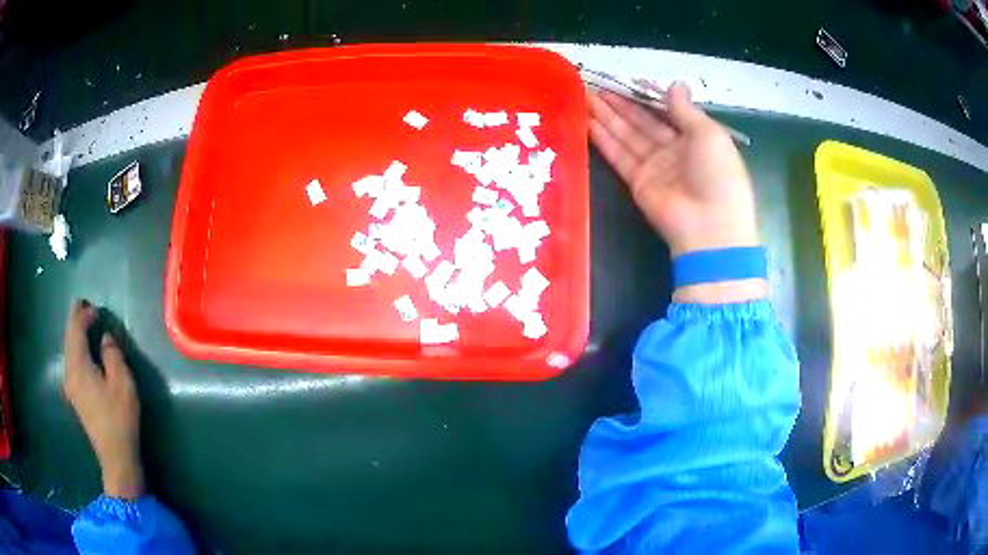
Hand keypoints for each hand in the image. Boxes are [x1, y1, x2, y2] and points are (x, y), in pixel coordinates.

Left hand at [63, 300, 144, 500]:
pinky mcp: (75, 397)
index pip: (76, 330)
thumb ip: (112, 354)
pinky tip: (83, 352)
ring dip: (75, 336)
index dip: (82, 314)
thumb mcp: (121, 382)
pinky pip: (71, 363)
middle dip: (75, 321)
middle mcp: (69, 372)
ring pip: (69, 351)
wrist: (115, 456)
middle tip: (84, 308)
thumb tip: (105, 338)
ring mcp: (71, 386)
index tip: (93, 306)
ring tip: (83, 325)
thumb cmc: (119, 417)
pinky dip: (76, 350)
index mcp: (78, 365)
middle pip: (69, 339)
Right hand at [588, 82, 765, 302]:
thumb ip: (685, 109)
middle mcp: (674, 151)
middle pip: (643, 122)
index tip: (627, 80)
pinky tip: (587, 121)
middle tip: (595, 86)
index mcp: (696, 138)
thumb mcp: (709, 134)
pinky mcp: (637, 183)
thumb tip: (674, 84)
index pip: (667, 112)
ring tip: (584, 97)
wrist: (710, 227)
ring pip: (627, 136)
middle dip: (620, 104)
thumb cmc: (718, 175)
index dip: (647, 96)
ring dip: (607, 117)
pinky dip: (603, 139)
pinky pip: (619, 156)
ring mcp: (654, 167)